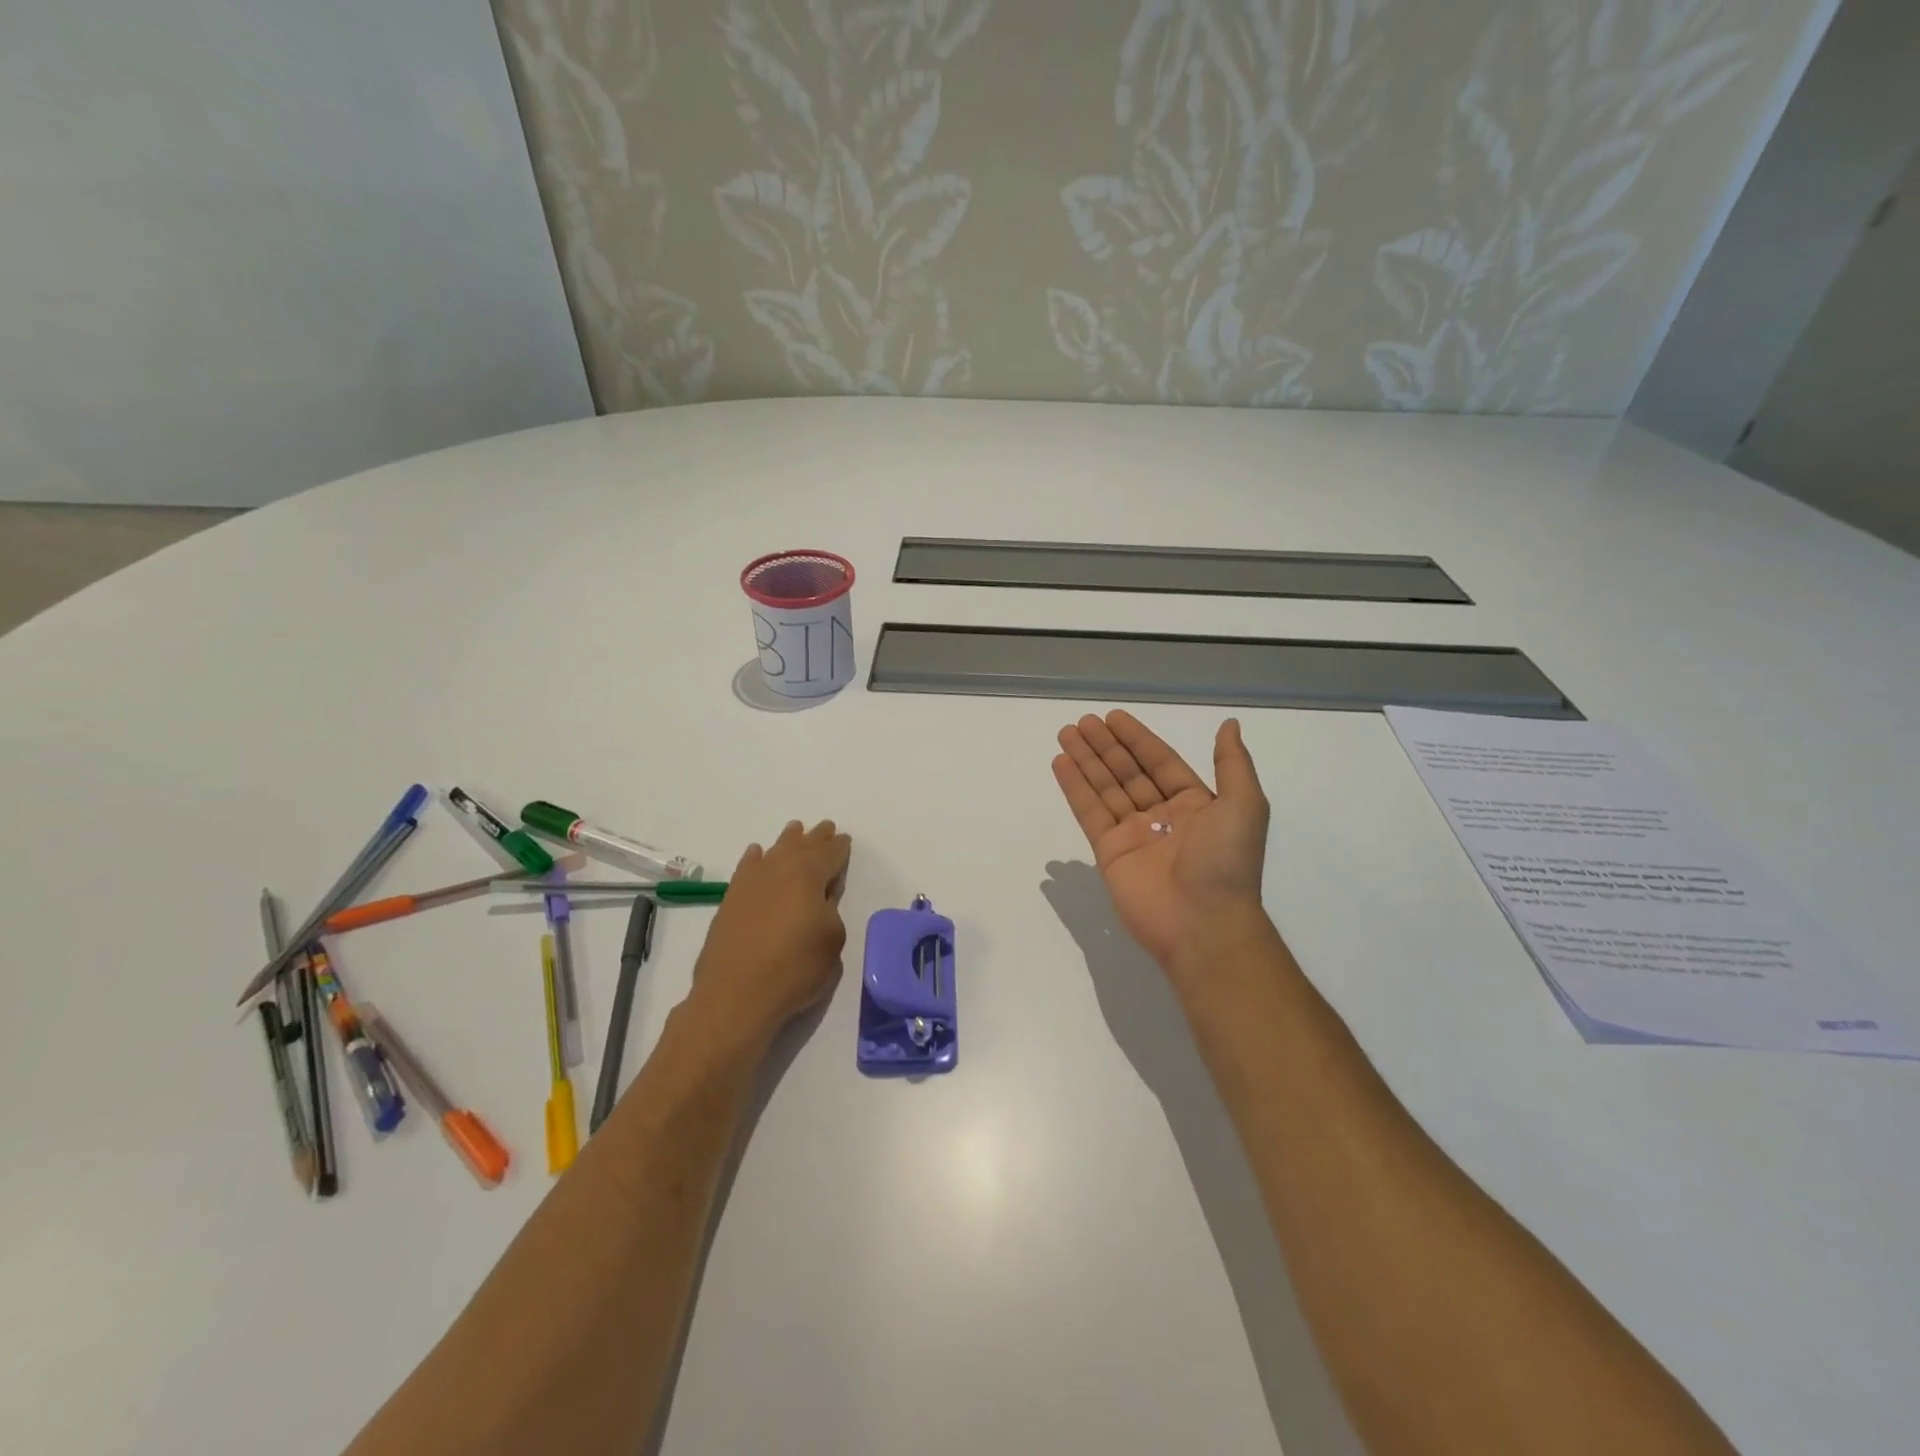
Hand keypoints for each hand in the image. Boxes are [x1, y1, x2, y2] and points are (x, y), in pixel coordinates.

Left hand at [688, 820, 851, 1049]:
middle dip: (816, 838)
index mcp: (809, 875)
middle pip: (802, 846)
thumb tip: (820, 899)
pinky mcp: (731, 899)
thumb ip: (831, 910)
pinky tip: (757, 854)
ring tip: (795, 831)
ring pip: (774, 851)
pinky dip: (756, 858)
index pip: (830, 853)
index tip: (844, 840)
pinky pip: (747, 867)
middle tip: (825, 828)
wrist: (735, 995)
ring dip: (788, 841)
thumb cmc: (794, 969)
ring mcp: (751, 882)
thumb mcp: (832, 940)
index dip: (840, 847)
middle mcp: (779, 869)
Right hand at [1053, 711, 1269, 973]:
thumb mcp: (1244, 805)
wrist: (1204, 923)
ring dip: (1086, 760)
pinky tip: (1061, 763)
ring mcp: (1133, 835)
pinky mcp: (1109, 853)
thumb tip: (1228, 725)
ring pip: (1105, 788)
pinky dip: (1075, 788)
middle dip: (1106, 746)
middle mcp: (1162, 817)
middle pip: (1128, 772)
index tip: (1113, 717)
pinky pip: (1090, 813)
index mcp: (1195, 805)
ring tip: (1066, 733)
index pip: (1160, 762)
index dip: (1137, 739)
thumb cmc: (1226, 861)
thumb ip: (1232, 763)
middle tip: (1082, 721)